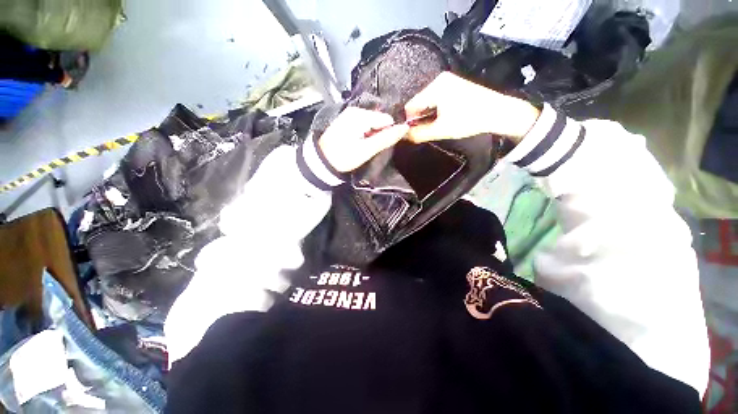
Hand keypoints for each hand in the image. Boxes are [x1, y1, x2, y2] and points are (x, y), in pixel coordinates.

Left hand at [318, 107, 408, 172]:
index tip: (382, 146)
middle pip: (379, 120)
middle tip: (371, 148)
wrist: (321, 161)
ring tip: (364, 147)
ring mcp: (350, 115)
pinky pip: (364, 125)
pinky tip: (359, 143)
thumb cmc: (343, 157)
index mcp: (360, 115)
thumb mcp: (366, 150)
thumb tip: (404, 128)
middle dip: (379, 133)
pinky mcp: (347, 121)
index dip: (389, 132)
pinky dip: (365, 134)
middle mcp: (355, 110)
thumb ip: (385, 139)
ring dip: (372, 135)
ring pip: (372, 123)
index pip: (386, 119)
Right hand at [404, 72, 540, 143]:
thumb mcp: (441, 130)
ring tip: (436, 125)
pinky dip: (435, 109)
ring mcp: (448, 80)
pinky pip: (436, 98)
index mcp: (435, 87)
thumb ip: (419, 134)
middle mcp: (439, 79)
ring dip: (428, 115)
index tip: (414, 133)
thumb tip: (403, 136)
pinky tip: (443, 118)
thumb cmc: (469, 120)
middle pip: (419, 102)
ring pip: (427, 101)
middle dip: (419, 118)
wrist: (497, 112)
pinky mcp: (454, 85)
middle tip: (426, 131)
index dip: (409, 121)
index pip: (411, 105)